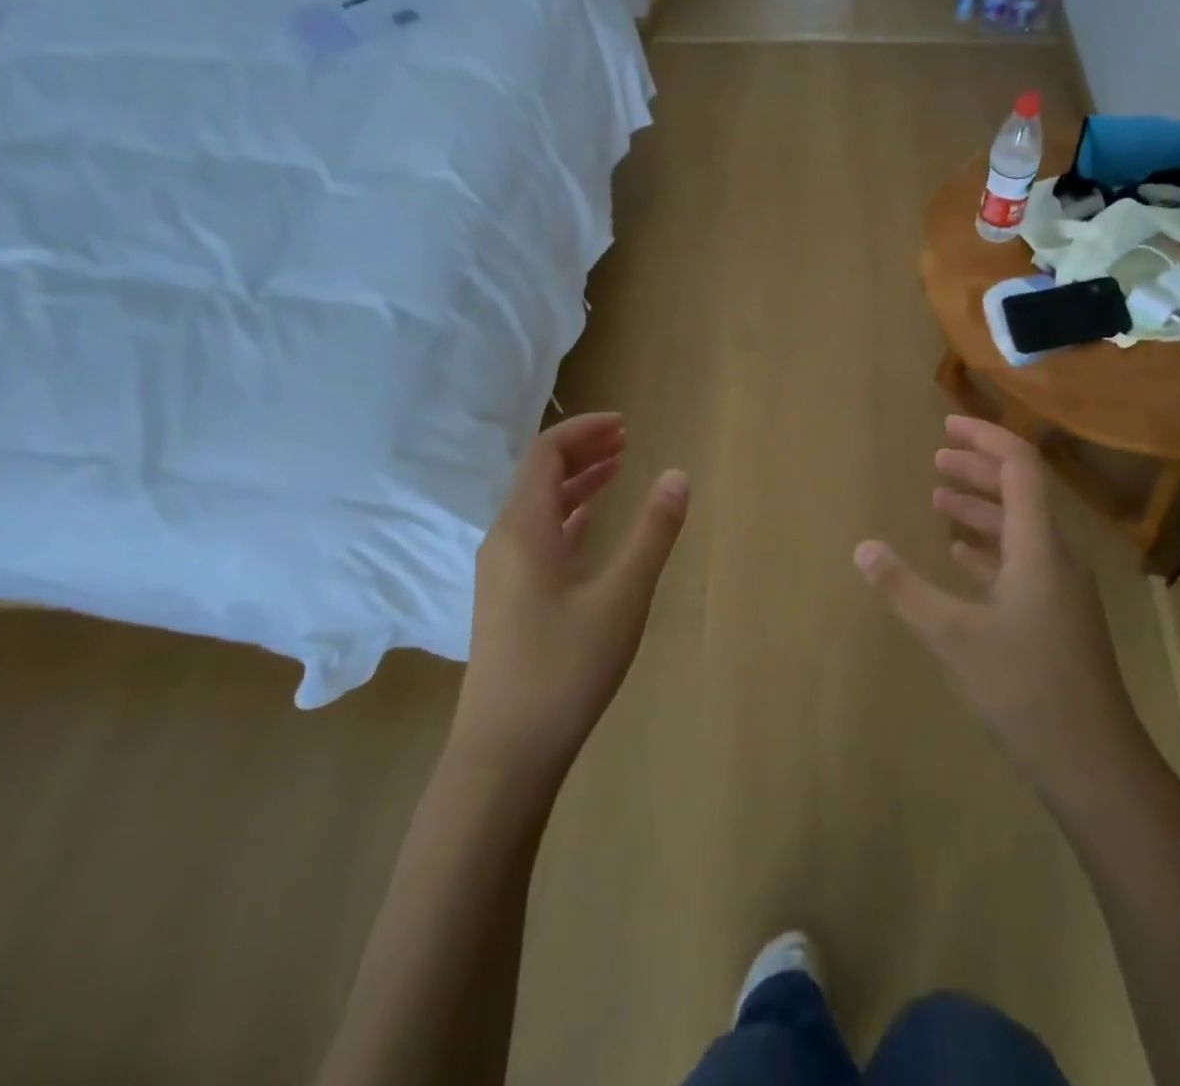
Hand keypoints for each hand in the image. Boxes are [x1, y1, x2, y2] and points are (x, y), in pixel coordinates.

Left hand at [458, 413, 688, 779]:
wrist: (504, 754)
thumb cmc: (565, 668)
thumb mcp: (622, 597)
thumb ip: (652, 533)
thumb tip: (678, 476)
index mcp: (524, 529)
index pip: (546, 454)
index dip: (584, 430)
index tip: (625, 424)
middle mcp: (504, 541)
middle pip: (538, 476)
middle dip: (582, 451)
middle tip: (627, 441)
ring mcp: (501, 573)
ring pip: (538, 508)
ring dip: (576, 483)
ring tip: (617, 470)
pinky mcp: (507, 600)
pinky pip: (537, 537)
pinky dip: (568, 517)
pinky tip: (590, 525)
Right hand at [853, 416, 1143, 810]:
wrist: (1095, 764)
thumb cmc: (1025, 689)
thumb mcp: (953, 636)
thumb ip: (904, 589)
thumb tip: (862, 547)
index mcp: (1039, 547)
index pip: (1020, 468)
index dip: (985, 440)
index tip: (947, 428)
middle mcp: (1055, 557)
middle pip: (1020, 493)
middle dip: (978, 471)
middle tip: (936, 459)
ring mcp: (1060, 589)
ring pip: (1019, 530)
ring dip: (981, 509)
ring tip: (939, 501)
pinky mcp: (1056, 617)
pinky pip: (1021, 563)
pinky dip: (989, 548)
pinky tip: (961, 556)